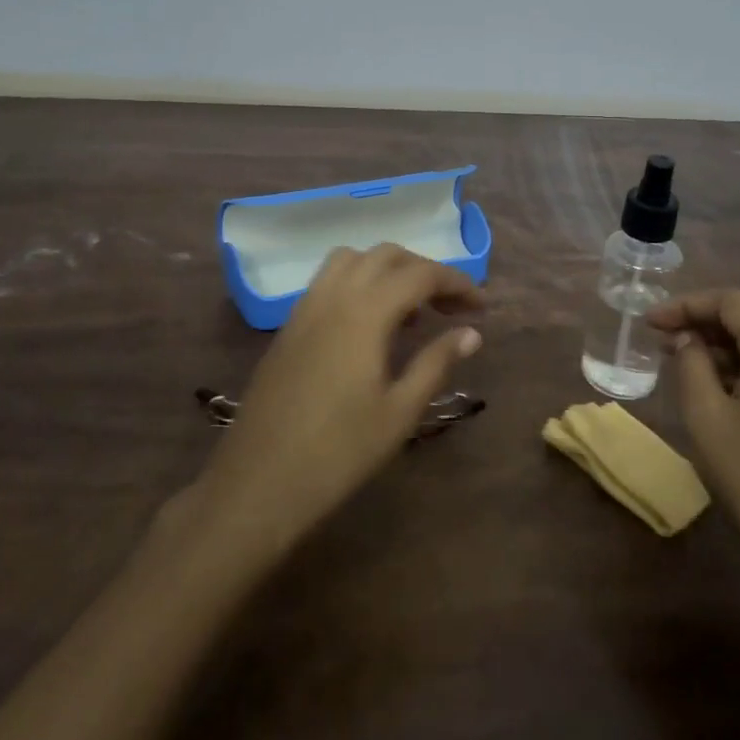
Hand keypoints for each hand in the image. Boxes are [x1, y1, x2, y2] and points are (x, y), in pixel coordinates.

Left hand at [196, 244, 483, 557]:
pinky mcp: (289, 326)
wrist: (258, 483)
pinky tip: (370, 326)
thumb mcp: (399, 412)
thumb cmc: (338, 453)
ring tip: (410, 312)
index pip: (421, 274)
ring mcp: (306, 307)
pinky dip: (359, 283)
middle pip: (387, 256)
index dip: (457, 283)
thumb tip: (470, 332)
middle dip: (425, 271)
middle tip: (451, 308)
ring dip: (388, 271)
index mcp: (365, 312)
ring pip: (352, 260)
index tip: (481, 307)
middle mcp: (334, 296)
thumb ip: (436, 362)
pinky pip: (329, 281)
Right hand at [648, 289, 739, 618]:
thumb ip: (691, 362)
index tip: (652, 322)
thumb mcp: (705, 414)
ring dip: (726, 339)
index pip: (733, 302)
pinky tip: (717, 382)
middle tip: (665, 335)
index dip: (688, 304)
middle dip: (706, 317)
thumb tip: (686, 339)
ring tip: (683, 356)